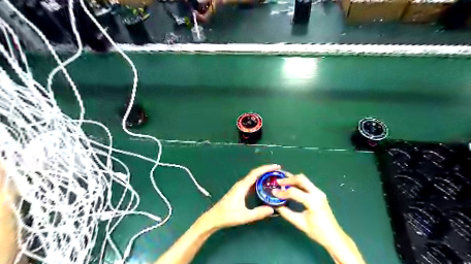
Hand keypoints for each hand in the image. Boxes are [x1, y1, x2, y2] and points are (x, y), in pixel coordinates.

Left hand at [202, 165, 277, 230]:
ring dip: (263, 176)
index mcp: (242, 186)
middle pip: (256, 173)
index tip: (276, 167)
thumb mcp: (244, 216)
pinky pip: (252, 183)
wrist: (215, 217)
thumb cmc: (227, 215)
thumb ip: (258, 213)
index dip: (266, 168)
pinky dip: (260, 182)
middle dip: (267, 171)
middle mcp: (241, 184)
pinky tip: (265, 186)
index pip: (256, 173)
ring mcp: (240, 187)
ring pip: (254, 178)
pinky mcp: (240, 191)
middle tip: (278, 172)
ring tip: (274, 177)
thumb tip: (272, 209)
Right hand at [273, 173, 344, 249]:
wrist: (334, 237)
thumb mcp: (299, 223)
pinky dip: (297, 183)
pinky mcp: (319, 193)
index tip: (273, 192)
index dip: (282, 192)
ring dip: (292, 179)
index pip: (294, 192)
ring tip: (282, 181)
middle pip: (301, 179)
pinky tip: (290, 186)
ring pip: (304, 179)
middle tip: (277, 181)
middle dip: (288, 179)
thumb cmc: (318, 232)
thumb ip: (286, 213)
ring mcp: (319, 192)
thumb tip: (276, 205)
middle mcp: (317, 193)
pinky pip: (306, 184)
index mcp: (313, 202)